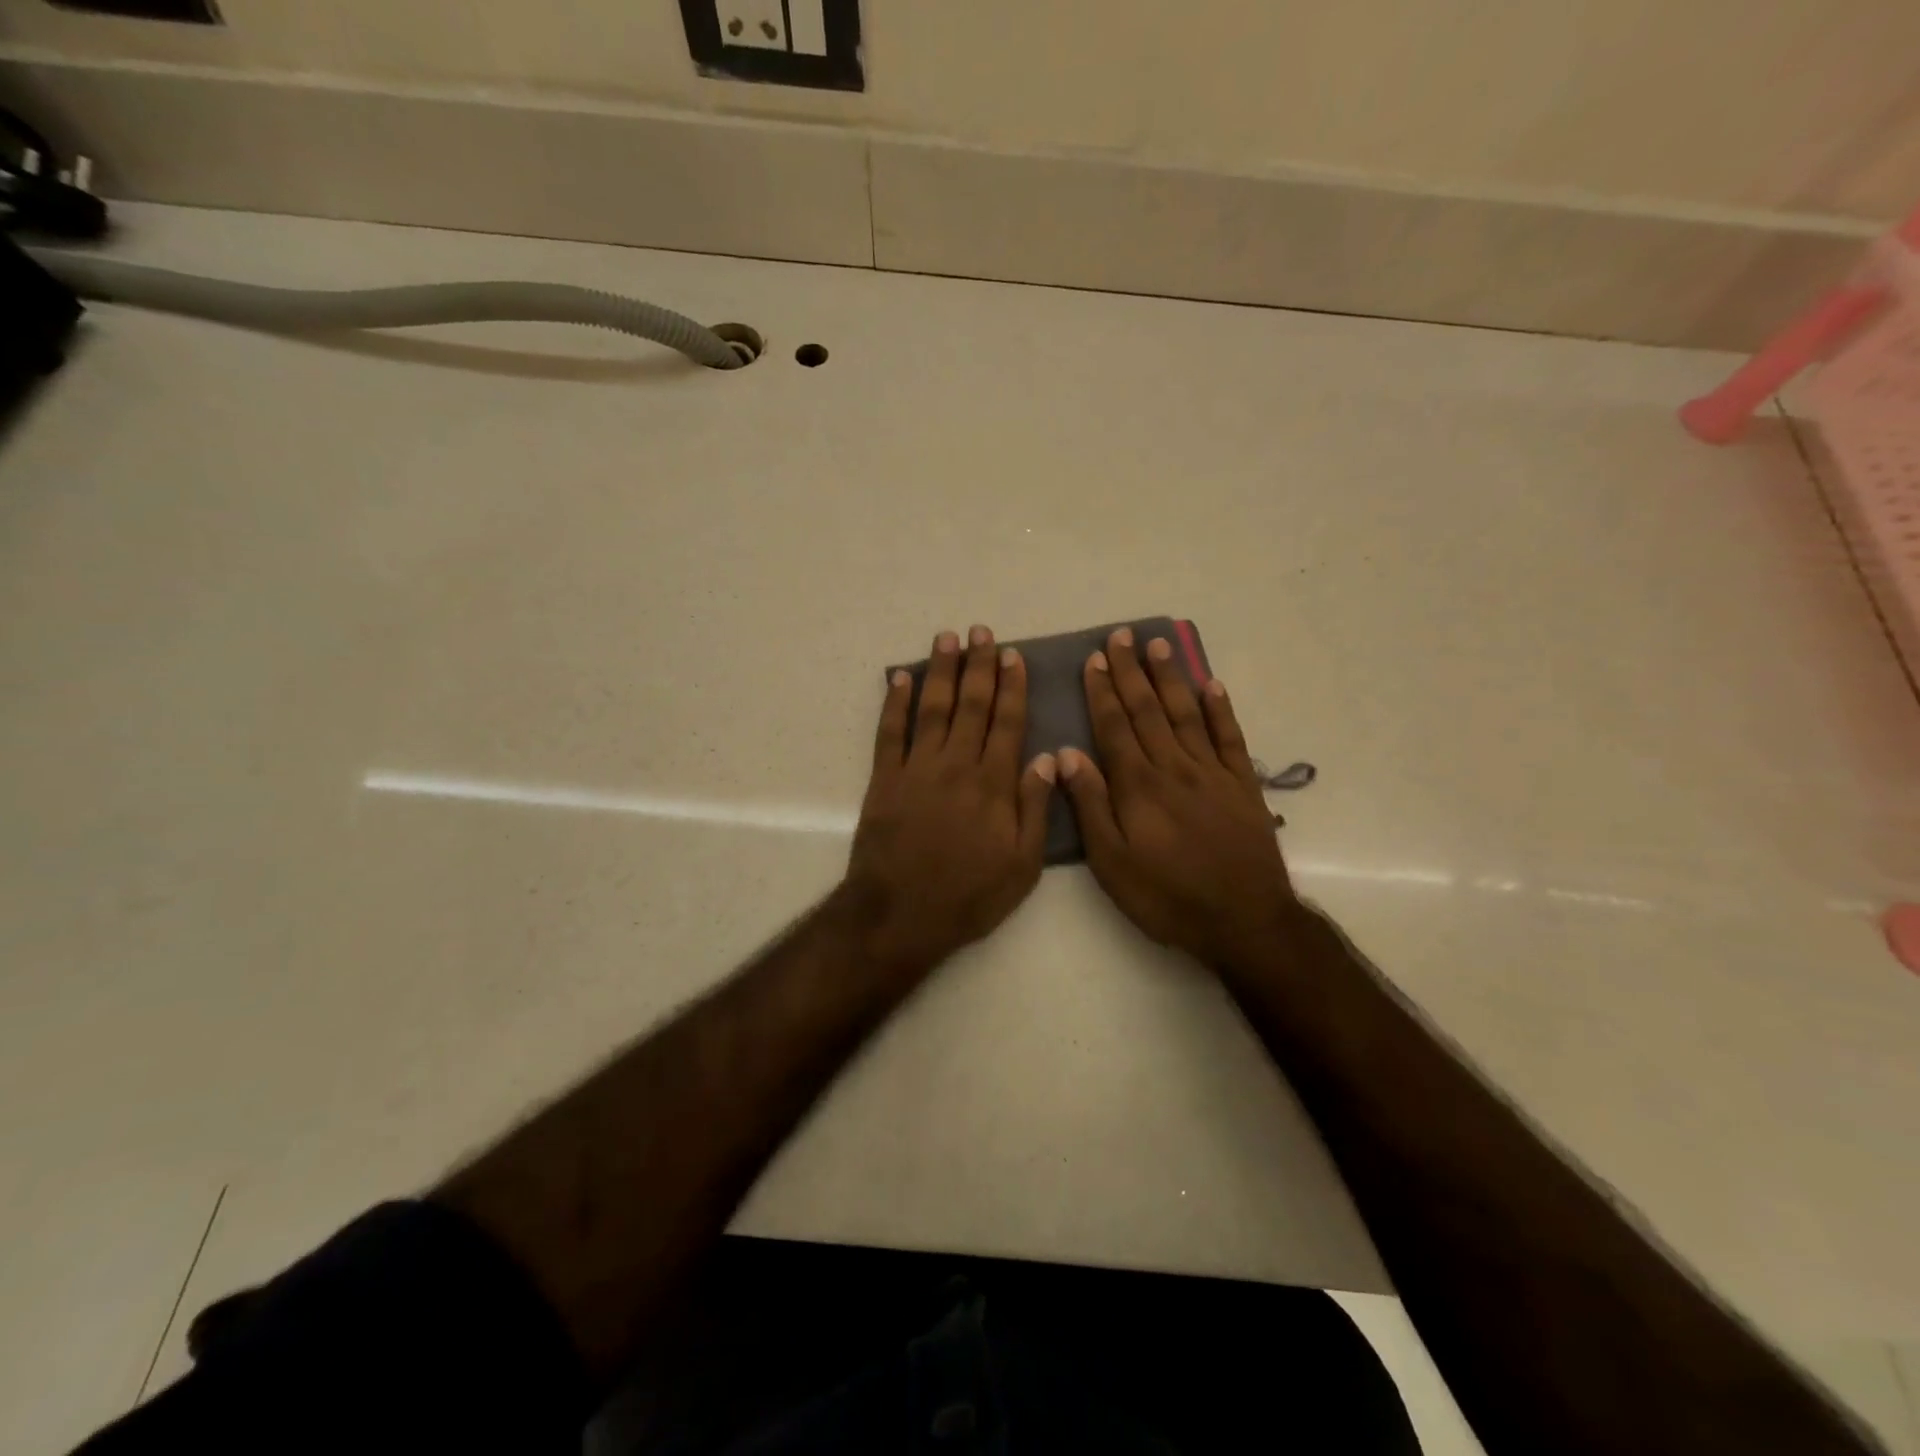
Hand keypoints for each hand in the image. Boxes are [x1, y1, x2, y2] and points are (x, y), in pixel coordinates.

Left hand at [845, 626, 1056, 970]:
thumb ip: (1035, 808)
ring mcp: (917, 768)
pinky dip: (895, 702)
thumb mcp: (1022, 866)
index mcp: (994, 783)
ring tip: (947, 638)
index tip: (1012, 655)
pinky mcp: (885, 779)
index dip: (1011, 686)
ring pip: (933, 708)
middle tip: (981, 632)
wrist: (900, 914)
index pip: (1007, 722)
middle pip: (971, 705)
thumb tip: (1048, 758)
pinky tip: (900, 677)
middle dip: (978, 665)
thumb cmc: (968, 895)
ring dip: (941, 671)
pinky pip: (890, 732)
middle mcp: (957, 765)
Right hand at [1057, 627, 1300, 970]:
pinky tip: (1212, 685)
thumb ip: (1090, 805)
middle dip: (1132, 671)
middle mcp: (1174, 767)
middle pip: (1148, 710)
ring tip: (1159, 645)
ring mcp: (1212, 773)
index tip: (1095, 659)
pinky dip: (1221, 709)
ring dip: (1170, 678)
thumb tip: (1066, 755)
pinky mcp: (1242, 785)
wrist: (1243, 920)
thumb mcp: (1111, 863)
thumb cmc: (1166, 896)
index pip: (1115, 726)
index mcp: (1138, 785)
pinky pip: (1230, 737)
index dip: (1103, 691)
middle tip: (1121, 636)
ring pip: (1186, 713)